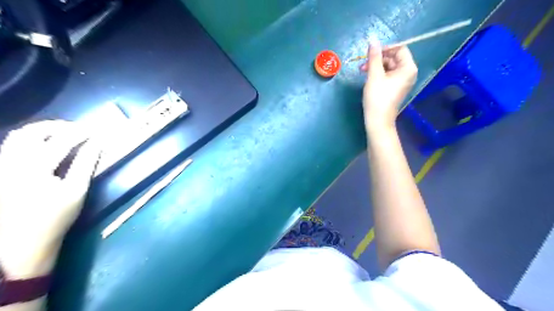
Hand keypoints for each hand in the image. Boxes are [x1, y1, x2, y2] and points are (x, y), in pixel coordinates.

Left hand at [0, 120, 100, 277]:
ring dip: (41, 130)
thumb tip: (97, 144)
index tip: (94, 131)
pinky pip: (10, 146)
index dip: (80, 133)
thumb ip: (86, 164)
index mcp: (35, 169)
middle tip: (76, 129)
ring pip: (16, 136)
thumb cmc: (55, 218)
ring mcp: (1, 167)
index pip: (61, 141)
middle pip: (32, 132)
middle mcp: (12, 163)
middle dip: (57, 126)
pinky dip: (30, 140)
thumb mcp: (77, 191)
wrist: (19, 243)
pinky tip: (44, 145)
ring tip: (62, 133)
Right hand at [362, 40, 417, 131]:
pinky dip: (378, 74)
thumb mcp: (374, 75)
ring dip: (376, 66)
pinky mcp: (396, 87)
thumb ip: (374, 56)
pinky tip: (368, 77)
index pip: (400, 49)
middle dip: (378, 58)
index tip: (370, 52)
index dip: (385, 48)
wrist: (378, 120)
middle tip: (363, 64)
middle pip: (394, 57)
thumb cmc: (377, 97)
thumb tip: (373, 39)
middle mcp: (408, 73)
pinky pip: (388, 75)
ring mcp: (402, 81)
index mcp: (408, 68)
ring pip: (389, 66)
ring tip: (363, 71)